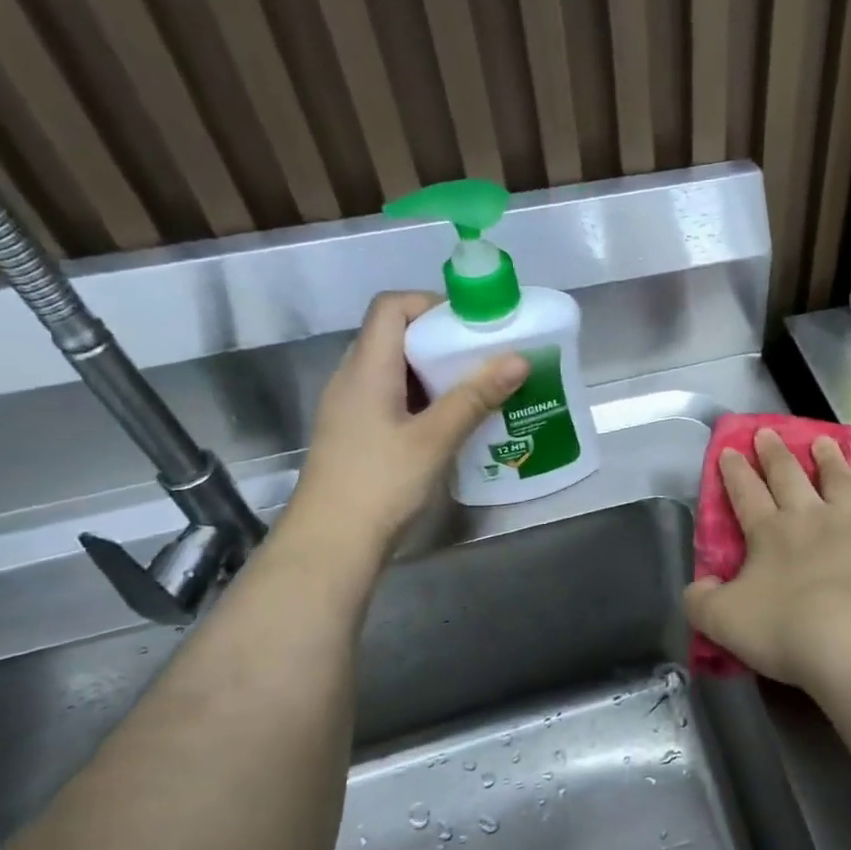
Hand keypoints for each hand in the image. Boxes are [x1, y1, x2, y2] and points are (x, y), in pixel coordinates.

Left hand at [284, 292, 525, 552]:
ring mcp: (352, 408)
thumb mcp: (435, 439)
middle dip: (444, 339)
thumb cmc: (379, 483)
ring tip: (480, 386)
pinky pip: (395, 397)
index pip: (391, 307)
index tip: (473, 324)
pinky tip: (456, 420)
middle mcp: (353, 378)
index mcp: (366, 368)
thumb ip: (476, 396)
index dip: (431, 304)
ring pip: (397, 369)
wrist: (330, 545)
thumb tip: (519, 359)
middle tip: (487, 356)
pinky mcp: (359, 433)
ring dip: (438, 371)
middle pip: (396, 335)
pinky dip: (426, 397)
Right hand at [684, 428, 850, 689]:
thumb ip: (702, 601)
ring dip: (829, 458)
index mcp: (768, 532)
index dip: (734, 471)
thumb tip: (699, 585)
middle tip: (768, 432)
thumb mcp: (724, 622)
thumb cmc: (787, 629)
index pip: (745, 492)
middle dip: (774, 453)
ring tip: (823, 441)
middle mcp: (810, 516)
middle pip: (788, 475)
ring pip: (838, 479)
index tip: (729, 449)